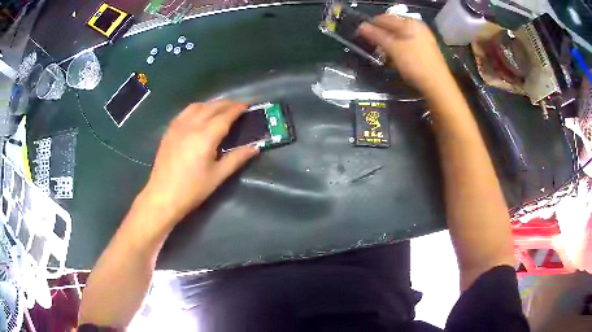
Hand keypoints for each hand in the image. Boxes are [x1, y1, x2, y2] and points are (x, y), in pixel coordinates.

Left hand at [140, 100, 258, 223]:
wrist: (163, 196)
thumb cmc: (192, 189)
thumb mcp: (218, 176)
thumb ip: (236, 158)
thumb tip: (255, 148)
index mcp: (206, 136)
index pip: (225, 116)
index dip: (237, 109)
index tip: (247, 105)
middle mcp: (191, 125)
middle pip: (211, 107)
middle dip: (226, 104)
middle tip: (237, 106)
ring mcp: (177, 126)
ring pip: (197, 106)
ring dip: (211, 104)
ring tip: (220, 109)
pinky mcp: (169, 131)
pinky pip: (184, 112)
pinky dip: (196, 109)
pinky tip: (198, 115)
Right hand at [359, 14, 450, 94]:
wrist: (438, 85)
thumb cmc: (415, 64)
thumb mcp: (393, 49)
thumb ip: (377, 35)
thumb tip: (361, 26)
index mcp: (409, 23)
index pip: (384, 18)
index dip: (371, 25)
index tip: (361, 35)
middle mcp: (417, 27)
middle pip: (392, 26)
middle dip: (380, 34)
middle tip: (371, 45)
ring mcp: (422, 38)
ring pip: (399, 35)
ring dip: (388, 42)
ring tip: (381, 52)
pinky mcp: (425, 49)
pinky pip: (406, 43)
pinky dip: (398, 47)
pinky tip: (395, 57)